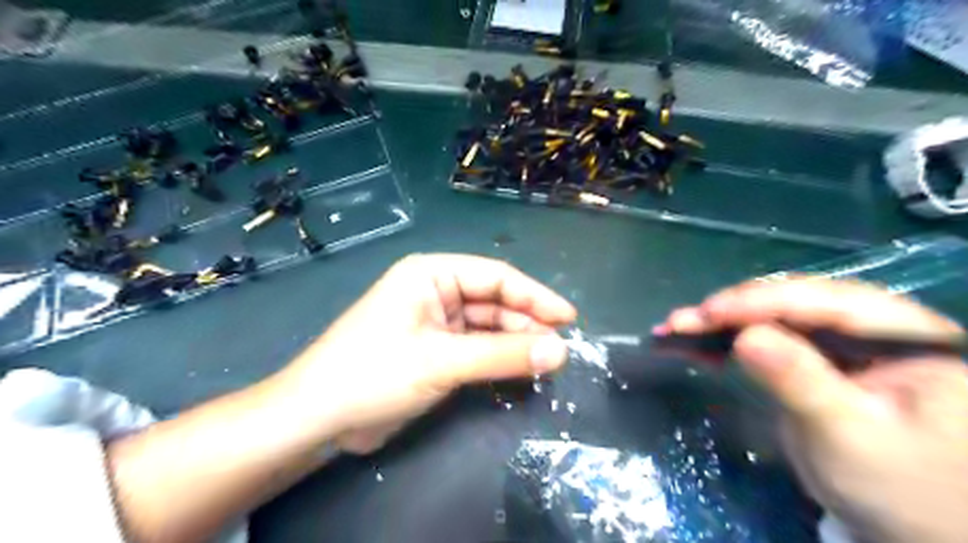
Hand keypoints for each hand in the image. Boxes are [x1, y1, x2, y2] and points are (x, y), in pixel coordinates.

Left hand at [272, 253, 572, 453]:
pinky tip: (520, 368)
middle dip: (527, 323)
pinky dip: (498, 358)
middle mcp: (436, 291)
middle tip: (560, 349)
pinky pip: (476, 347)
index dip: (535, 296)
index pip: (496, 277)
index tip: (569, 318)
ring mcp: (435, 322)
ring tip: (547, 361)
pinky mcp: (435, 350)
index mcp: (432, 274)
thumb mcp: (443, 362)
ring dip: (515, 342)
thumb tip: (561, 351)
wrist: (318, 417)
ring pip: (487, 326)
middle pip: (494, 301)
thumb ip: (503, 355)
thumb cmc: (374, 373)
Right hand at [657, 277, 967, 542]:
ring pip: (771, 317)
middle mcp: (872, 326)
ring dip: (720, 323)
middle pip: (790, 303)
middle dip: (731, 311)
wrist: (914, 528)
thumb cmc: (899, 487)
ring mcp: (841, 343)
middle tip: (681, 322)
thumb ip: (801, 381)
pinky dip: (727, 341)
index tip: (708, 312)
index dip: (759, 302)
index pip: (823, 301)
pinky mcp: (815, 359)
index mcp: (903, 334)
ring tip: (676, 329)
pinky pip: (766, 339)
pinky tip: (696, 343)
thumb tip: (746, 337)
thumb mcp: (849, 435)